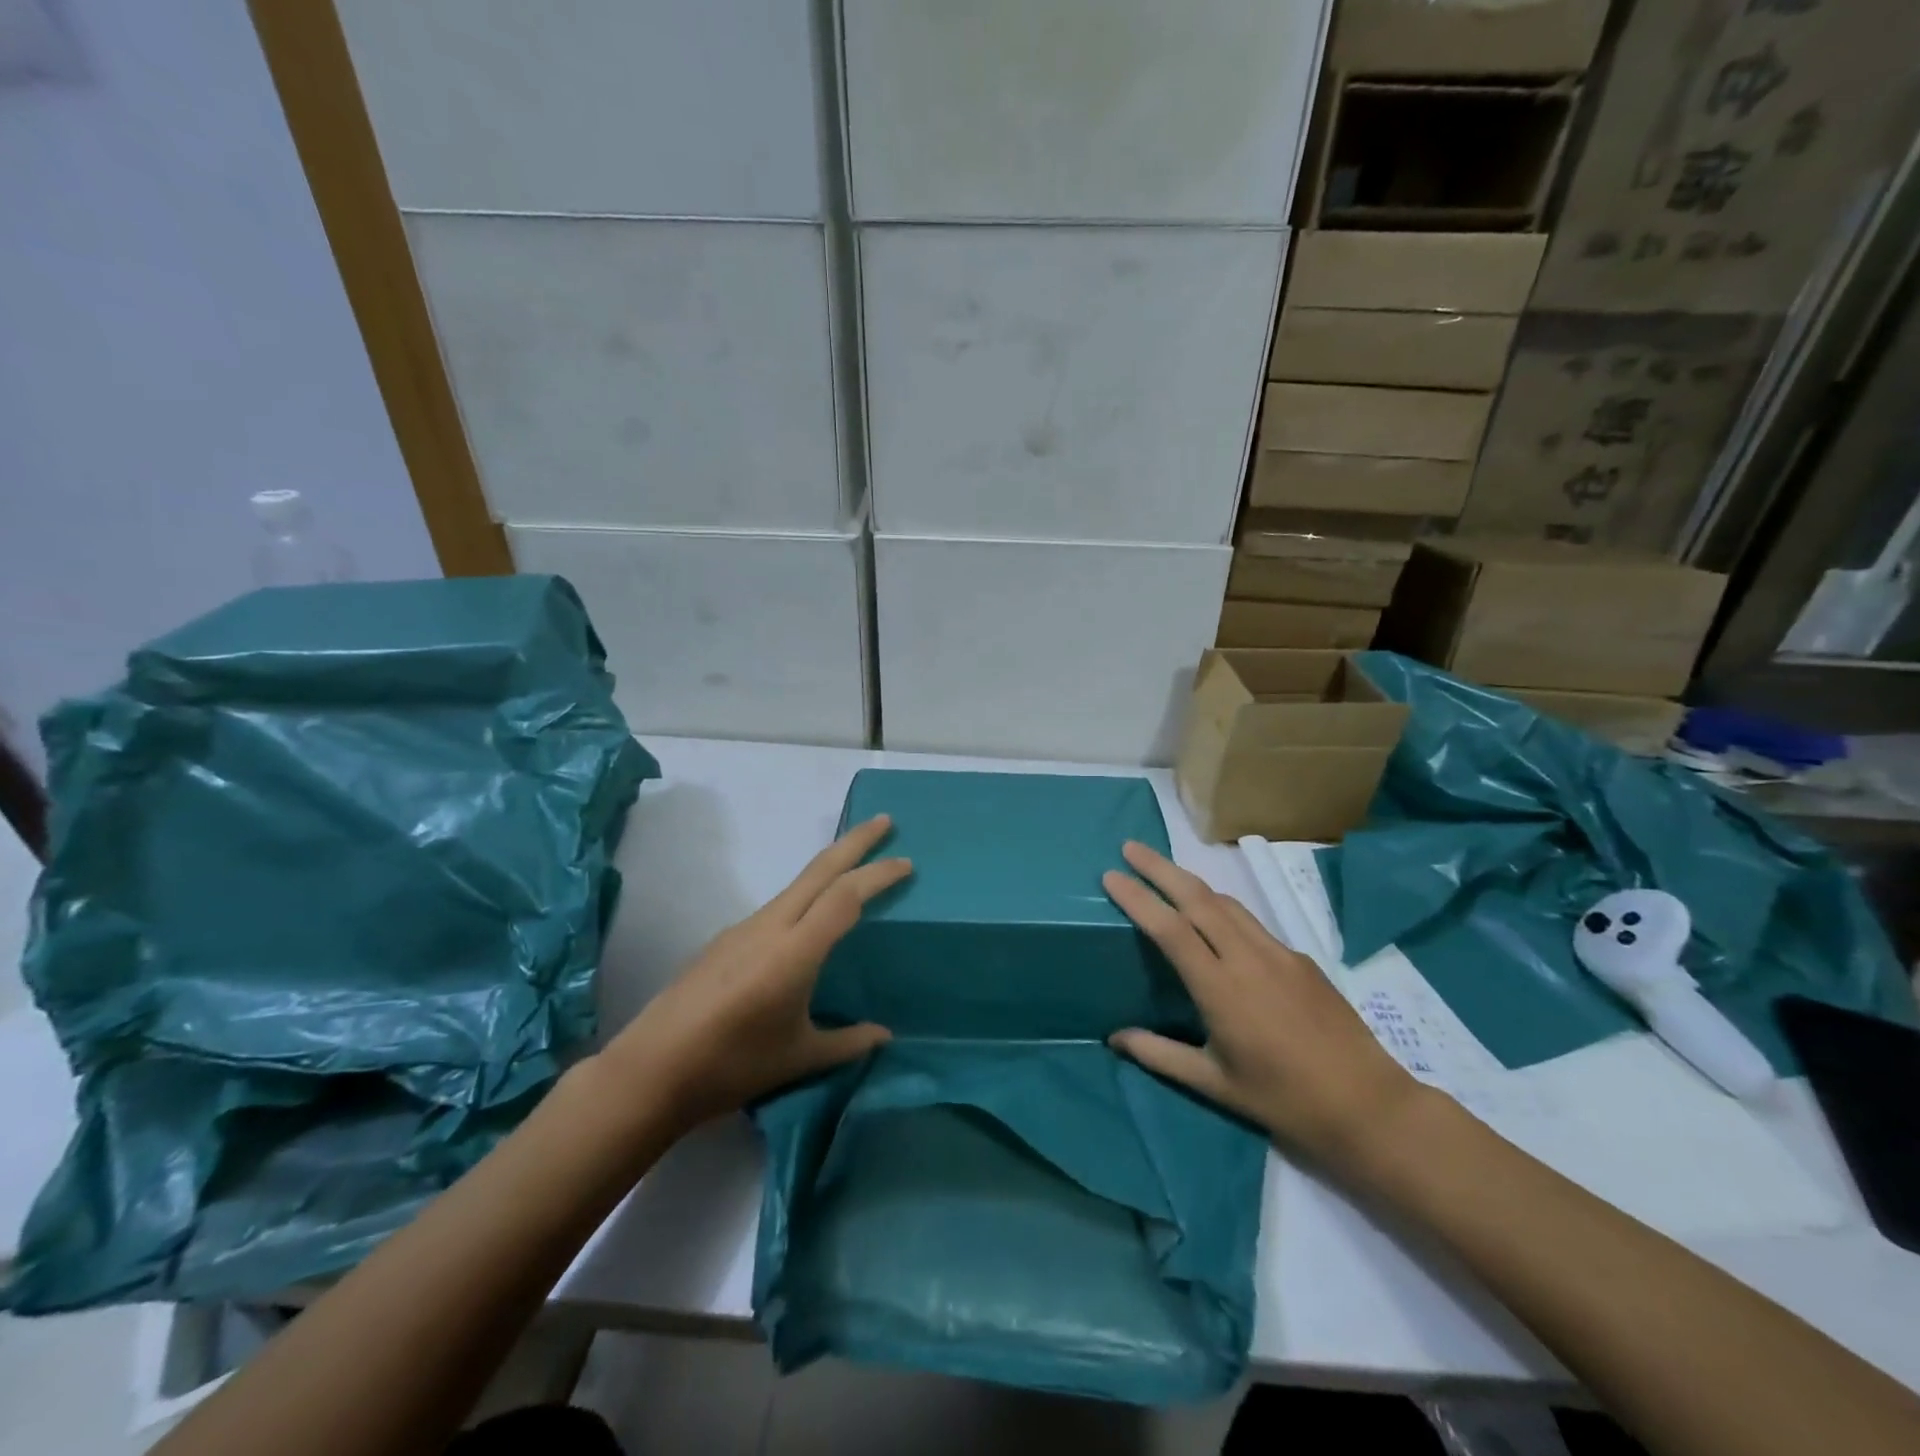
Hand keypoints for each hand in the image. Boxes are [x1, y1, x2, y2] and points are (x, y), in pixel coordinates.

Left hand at [599, 815, 911, 1129]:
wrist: (652, 1069)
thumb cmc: (732, 1065)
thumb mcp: (799, 1058)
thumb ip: (846, 1042)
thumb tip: (884, 1035)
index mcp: (795, 951)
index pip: (845, 897)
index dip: (878, 875)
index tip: (906, 863)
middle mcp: (770, 926)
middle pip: (819, 870)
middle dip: (855, 842)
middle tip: (885, 822)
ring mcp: (743, 929)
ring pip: (796, 884)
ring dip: (829, 867)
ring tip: (855, 868)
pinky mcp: (725, 939)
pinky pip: (777, 906)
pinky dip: (805, 895)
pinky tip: (808, 920)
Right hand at [1102, 841, 1417, 1166]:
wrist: (1368, 1104)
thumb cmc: (1284, 1100)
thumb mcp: (1215, 1084)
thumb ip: (1161, 1055)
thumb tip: (1115, 1038)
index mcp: (1221, 990)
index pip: (1170, 929)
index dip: (1138, 898)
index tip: (1111, 876)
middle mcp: (1248, 959)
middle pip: (1197, 898)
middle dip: (1160, 868)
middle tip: (1130, 848)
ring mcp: (1278, 953)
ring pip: (1226, 902)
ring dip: (1190, 881)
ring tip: (1163, 872)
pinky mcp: (1300, 958)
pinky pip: (1250, 921)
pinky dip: (1220, 906)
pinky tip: (1212, 918)